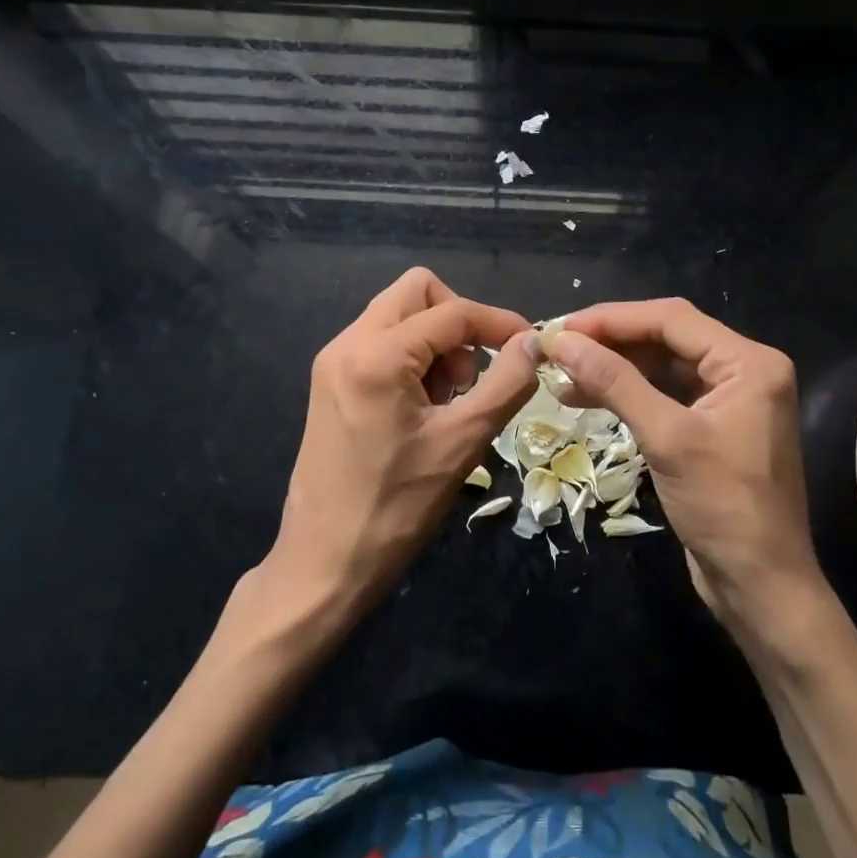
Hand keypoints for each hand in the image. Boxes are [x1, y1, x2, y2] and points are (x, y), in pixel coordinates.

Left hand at [269, 268, 536, 604]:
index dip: (498, 323)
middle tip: (473, 376)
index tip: (530, 347)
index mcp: (377, 354)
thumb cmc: (396, 507)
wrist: (323, 564)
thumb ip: (505, 384)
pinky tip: (423, 408)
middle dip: (458, 323)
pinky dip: (413, 359)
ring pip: (399, 316)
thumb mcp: (462, 443)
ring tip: (448, 400)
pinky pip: (382, 343)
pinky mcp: (330, 382)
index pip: (452, 311)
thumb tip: (533, 343)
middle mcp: (347, 344)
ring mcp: (334, 362)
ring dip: (436, 342)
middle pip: (417, 293)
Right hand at [542, 300, 821, 626]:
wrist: (761, 587)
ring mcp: (730, 399)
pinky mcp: (714, 427)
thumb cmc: (723, 507)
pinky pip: (666, 395)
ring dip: (615, 368)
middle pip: (667, 338)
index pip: (672, 319)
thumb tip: (562, 341)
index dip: (613, 319)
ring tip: (563, 375)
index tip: (562, 328)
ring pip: (663, 366)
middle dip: (611, 342)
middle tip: (559, 349)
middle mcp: (744, 370)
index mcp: (748, 362)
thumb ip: (615, 382)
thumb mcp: (666, 438)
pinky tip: (589, 397)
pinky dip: (629, 394)